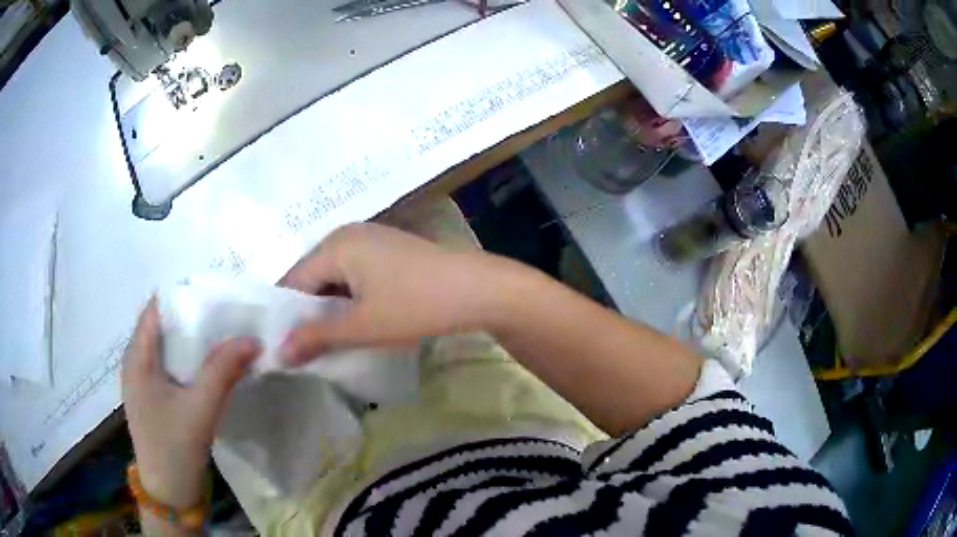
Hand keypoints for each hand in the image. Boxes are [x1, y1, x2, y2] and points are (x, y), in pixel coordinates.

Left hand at [122, 299, 260, 508]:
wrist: (168, 492)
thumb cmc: (175, 447)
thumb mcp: (201, 409)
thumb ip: (223, 370)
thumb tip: (252, 339)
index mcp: (137, 357)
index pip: (155, 307)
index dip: (182, 295)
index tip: (213, 293)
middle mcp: (134, 361)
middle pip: (160, 324)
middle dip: (190, 315)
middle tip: (224, 313)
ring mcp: (141, 380)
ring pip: (164, 344)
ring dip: (189, 338)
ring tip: (220, 334)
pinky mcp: (150, 395)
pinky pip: (166, 363)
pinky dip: (185, 357)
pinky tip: (206, 365)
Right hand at [279, 223, 511, 362]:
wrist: (479, 289)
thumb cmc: (416, 305)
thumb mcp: (362, 326)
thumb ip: (316, 337)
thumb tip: (278, 353)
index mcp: (334, 245)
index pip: (292, 282)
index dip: (286, 317)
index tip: (285, 349)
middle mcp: (347, 234)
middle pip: (312, 277)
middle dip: (308, 313)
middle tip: (306, 350)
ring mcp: (371, 239)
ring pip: (334, 277)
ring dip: (330, 308)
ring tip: (328, 341)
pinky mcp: (389, 250)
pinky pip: (355, 274)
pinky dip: (350, 298)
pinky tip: (356, 321)